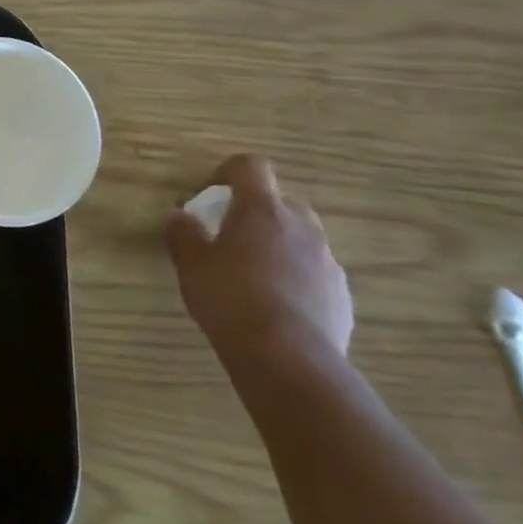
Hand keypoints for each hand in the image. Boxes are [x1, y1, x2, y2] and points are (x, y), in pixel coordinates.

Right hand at [165, 154, 352, 381]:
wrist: (287, 356)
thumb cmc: (230, 297)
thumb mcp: (191, 264)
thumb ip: (183, 234)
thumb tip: (181, 216)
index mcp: (262, 210)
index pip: (251, 166)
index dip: (230, 170)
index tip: (213, 189)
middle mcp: (301, 226)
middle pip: (281, 202)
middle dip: (257, 212)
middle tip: (231, 236)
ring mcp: (327, 261)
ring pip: (301, 238)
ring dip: (278, 245)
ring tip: (253, 275)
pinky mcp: (341, 294)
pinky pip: (315, 272)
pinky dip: (296, 277)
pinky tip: (275, 305)